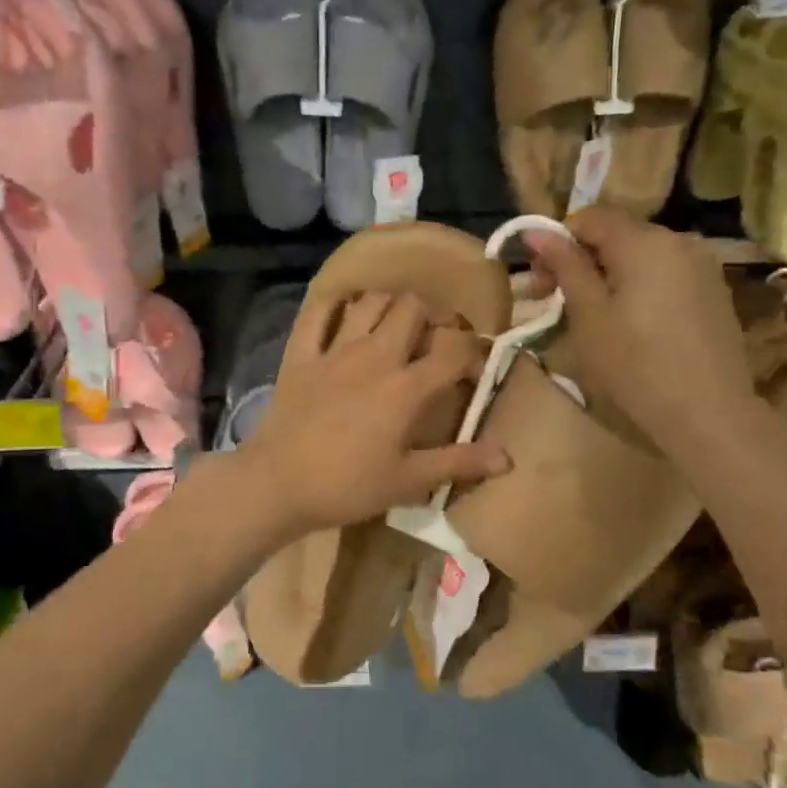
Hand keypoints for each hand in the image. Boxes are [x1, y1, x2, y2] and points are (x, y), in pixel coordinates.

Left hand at [238, 291, 509, 537]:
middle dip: (433, 315)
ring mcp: (335, 350)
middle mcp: (375, 356)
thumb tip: (508, 458)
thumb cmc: (348, 486)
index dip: (473, 351)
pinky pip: (318, 312)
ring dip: (390, 304)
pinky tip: (345, 310)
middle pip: (413, 308)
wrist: (278, 484)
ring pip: (370, 301)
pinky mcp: (302, 354)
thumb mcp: (409, 481)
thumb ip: (459, 463)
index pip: (453, 349)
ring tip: (396, 325)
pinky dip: (334, 304)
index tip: (474, 368)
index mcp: (406, 388)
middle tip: (435, 339)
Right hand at [524, 206, 755, 429]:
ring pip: (641, 255)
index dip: (558, 240)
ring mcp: (702, 266)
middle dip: (582, 259)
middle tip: (555, 300)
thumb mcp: (588, 315)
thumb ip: (565, 266)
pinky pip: (665, 274)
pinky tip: (631, 324)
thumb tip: (535, 231)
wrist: (708, 414)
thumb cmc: (635, 364)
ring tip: (592, 315)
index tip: (541, 280)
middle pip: (618, 233)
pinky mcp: (713, 292)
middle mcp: (678, 240)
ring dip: (610, 274)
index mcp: (644, 241)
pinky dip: (639, 287)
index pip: (590, 217)